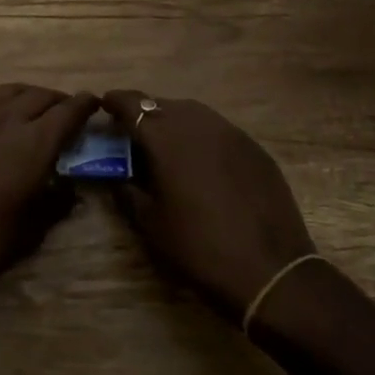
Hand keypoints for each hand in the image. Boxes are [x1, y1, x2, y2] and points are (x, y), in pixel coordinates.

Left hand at [0, 84, 97, 313]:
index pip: (69, 111)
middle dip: (59, 100)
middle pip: (41, 95)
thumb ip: (57, 202)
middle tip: (67, 112)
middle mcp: (7, 119)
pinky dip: (0, 101)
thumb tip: (70, 187)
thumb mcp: (33, 230)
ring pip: (11, 91)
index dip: (84, 105)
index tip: (94, 104)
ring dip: (30, 96)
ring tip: (35, 109)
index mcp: (35, 144)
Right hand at [102, 90, 315, 322]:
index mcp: (165, 137)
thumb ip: (127, 191)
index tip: (103, 106)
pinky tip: (202, 163)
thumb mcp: (151, 224)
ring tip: (165, 146)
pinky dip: (201, 137)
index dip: (114, 102)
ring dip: (173, 122)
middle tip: (132, 134)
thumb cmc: (199, 248)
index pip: (133, 104)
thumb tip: (116, 175)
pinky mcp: (254, 147)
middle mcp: (197, 123)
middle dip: (144, 113)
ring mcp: (230, 132)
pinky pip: (218, 130)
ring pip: (192, 113)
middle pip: (162, 104)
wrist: (272, 271)